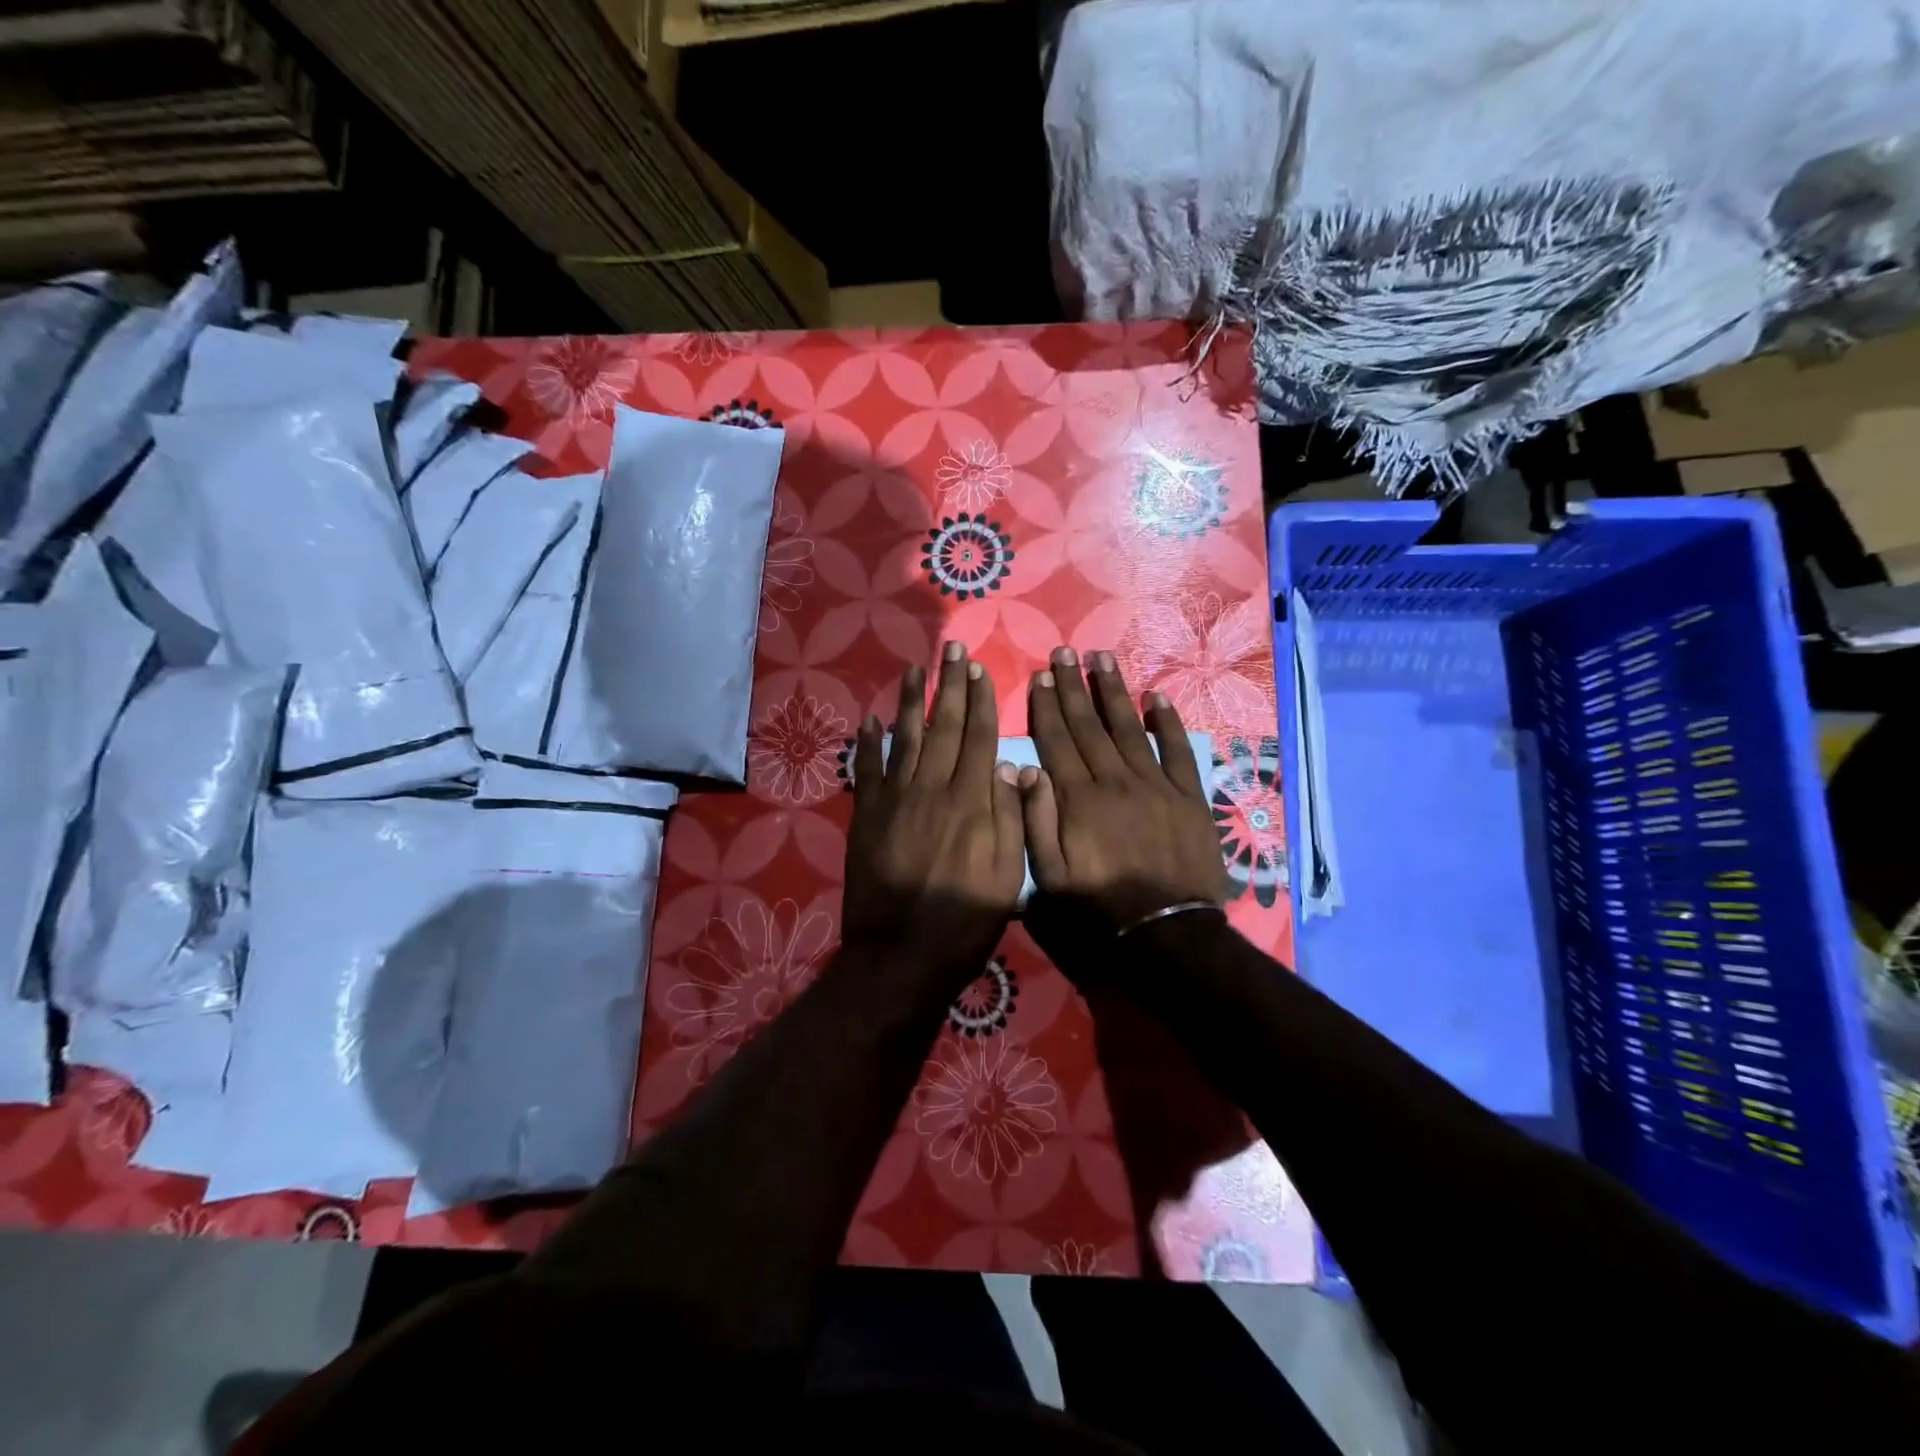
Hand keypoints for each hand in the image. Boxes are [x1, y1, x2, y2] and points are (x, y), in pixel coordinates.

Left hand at [844, 642, 1025, 978]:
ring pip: (905, 739)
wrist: (901, 954)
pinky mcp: (866, 817)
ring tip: (916, 668)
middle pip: (944, 728)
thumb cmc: (965, 921)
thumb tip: (1014, 768)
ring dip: (911, 701)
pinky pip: (867, 771)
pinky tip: (871, 721)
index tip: (979, 670)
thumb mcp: (1008, 876)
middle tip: (952, 649)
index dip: (981, 701)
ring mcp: (895, 800)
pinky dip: (868, 744)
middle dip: (950, 686)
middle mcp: (933, 789)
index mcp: (971, 802)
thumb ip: (1011, 818)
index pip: (980, 738)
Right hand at [1022, 646, 1228, 936]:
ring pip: (1128, 728)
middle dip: (1074, 687)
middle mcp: (1114, 780)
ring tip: (1102, 659)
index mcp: (1078, 799)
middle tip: (1065, 653)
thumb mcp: (1049, 878)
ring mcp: (1154, 785)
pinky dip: (1167, 722)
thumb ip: (1035, 821)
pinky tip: (1157, 698)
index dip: (1046, 708)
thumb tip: (1024, 770)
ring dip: (1114, 692)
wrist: (1166, 932)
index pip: (1057, 741)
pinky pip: (1176, 750)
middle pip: (1089, 725)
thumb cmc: (1099, 909)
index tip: (1040, 677)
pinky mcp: (1187, 796)